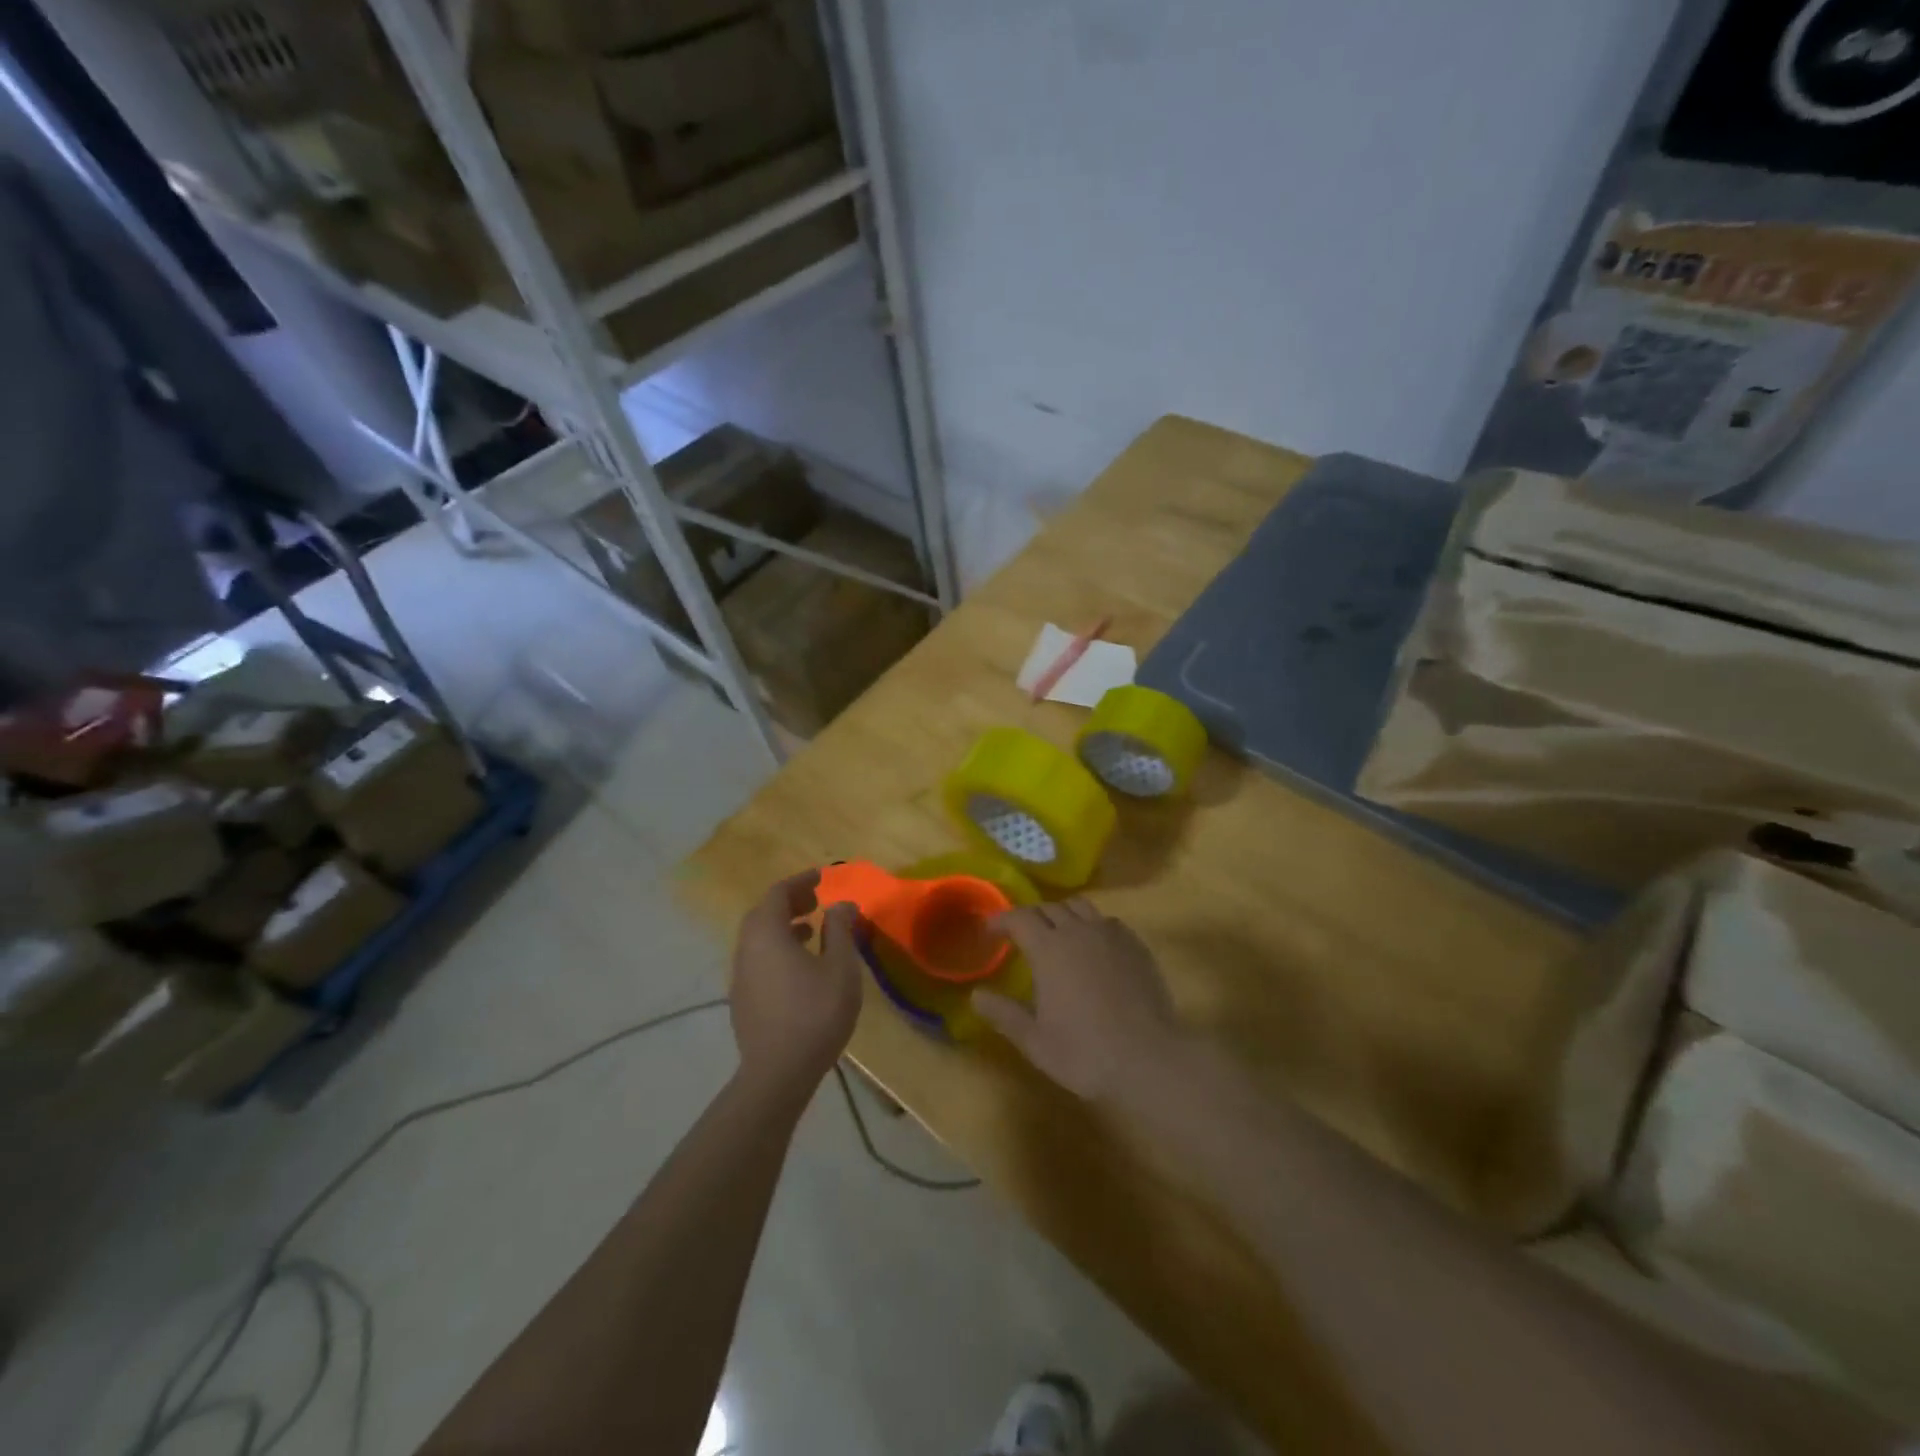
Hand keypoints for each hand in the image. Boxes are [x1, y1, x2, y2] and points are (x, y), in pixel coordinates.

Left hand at [729, 871, 863, 1096]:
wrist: (778, 1074)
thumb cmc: (815, 1013)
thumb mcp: (840, 967)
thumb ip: (840, 930)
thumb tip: (842, 905)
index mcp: (766, 934)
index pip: (778, 893)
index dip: (800, 881)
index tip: (822, 877)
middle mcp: (746, 949)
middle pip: (763, 913)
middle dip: (789, 902)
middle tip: (815, 900)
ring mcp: (740, 976)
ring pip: (758, 938)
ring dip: (783, 926)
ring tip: (811, 930)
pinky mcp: (743, 999)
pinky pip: (758, 958)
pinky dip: (777, 948)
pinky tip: (800, 966)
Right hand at [971, 898, 1183, 1102]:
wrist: (1149, 1059)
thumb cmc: (1084, 1052)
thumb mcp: (1034, 1040)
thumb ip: (1003, 1013)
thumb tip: (976, 995)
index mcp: (1049, 948)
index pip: (1020, 917)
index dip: (1002, 920)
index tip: (990, 930)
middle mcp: (1079, 931)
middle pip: (1050, 907)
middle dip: (1031, 916)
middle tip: (1022, 935)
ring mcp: (1111, 935)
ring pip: (1081, 907)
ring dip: (1063, 914)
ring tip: (1058, 935)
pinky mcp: (1136, 946)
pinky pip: (1108, 922)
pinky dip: (1092, 926)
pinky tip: (1093, 949)